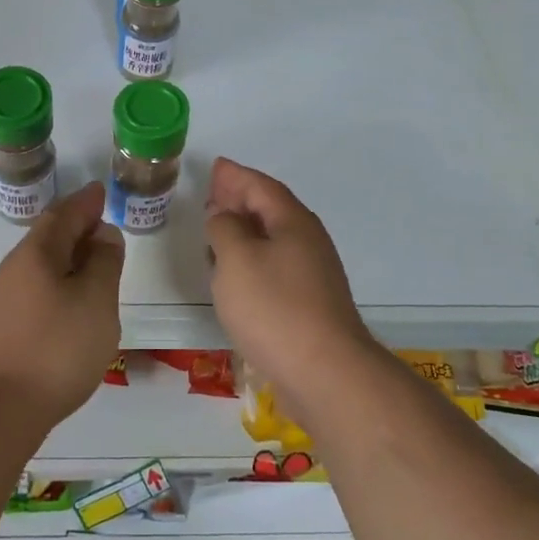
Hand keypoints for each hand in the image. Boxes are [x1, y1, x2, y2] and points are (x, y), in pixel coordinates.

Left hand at [0, 183, 124, 424]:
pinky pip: (40, 288)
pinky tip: (75, 302)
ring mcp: (8, 300)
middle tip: (103, 224)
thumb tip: (103, 235)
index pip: (64, 215)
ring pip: (44, 264)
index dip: (86, 202)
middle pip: (50, 237)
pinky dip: (62, 282)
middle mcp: (17, 269)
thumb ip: (104, 262)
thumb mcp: (96, 300)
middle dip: (77, 227)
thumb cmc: (56, 347)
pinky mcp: (7, 328)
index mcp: (38, 253)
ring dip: (70, 257)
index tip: (101, 192)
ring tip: (97, 263)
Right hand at [205, 157, 373, 393]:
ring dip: (245, 230)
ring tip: (218, 230)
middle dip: (240, 199)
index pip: (260, 187)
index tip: (216, 167)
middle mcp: (307, 242)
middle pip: (270, 210)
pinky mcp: (309, 304)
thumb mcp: (237, 259)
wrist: (325, 373)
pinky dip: (252, 259)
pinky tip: (237, 273)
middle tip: (213, 193)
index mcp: (292, 222)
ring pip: (273, 240)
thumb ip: (225, 228)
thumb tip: (224, 215)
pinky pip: (275, 266)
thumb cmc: (274, 307)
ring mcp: (312, 274)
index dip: (236, 176)